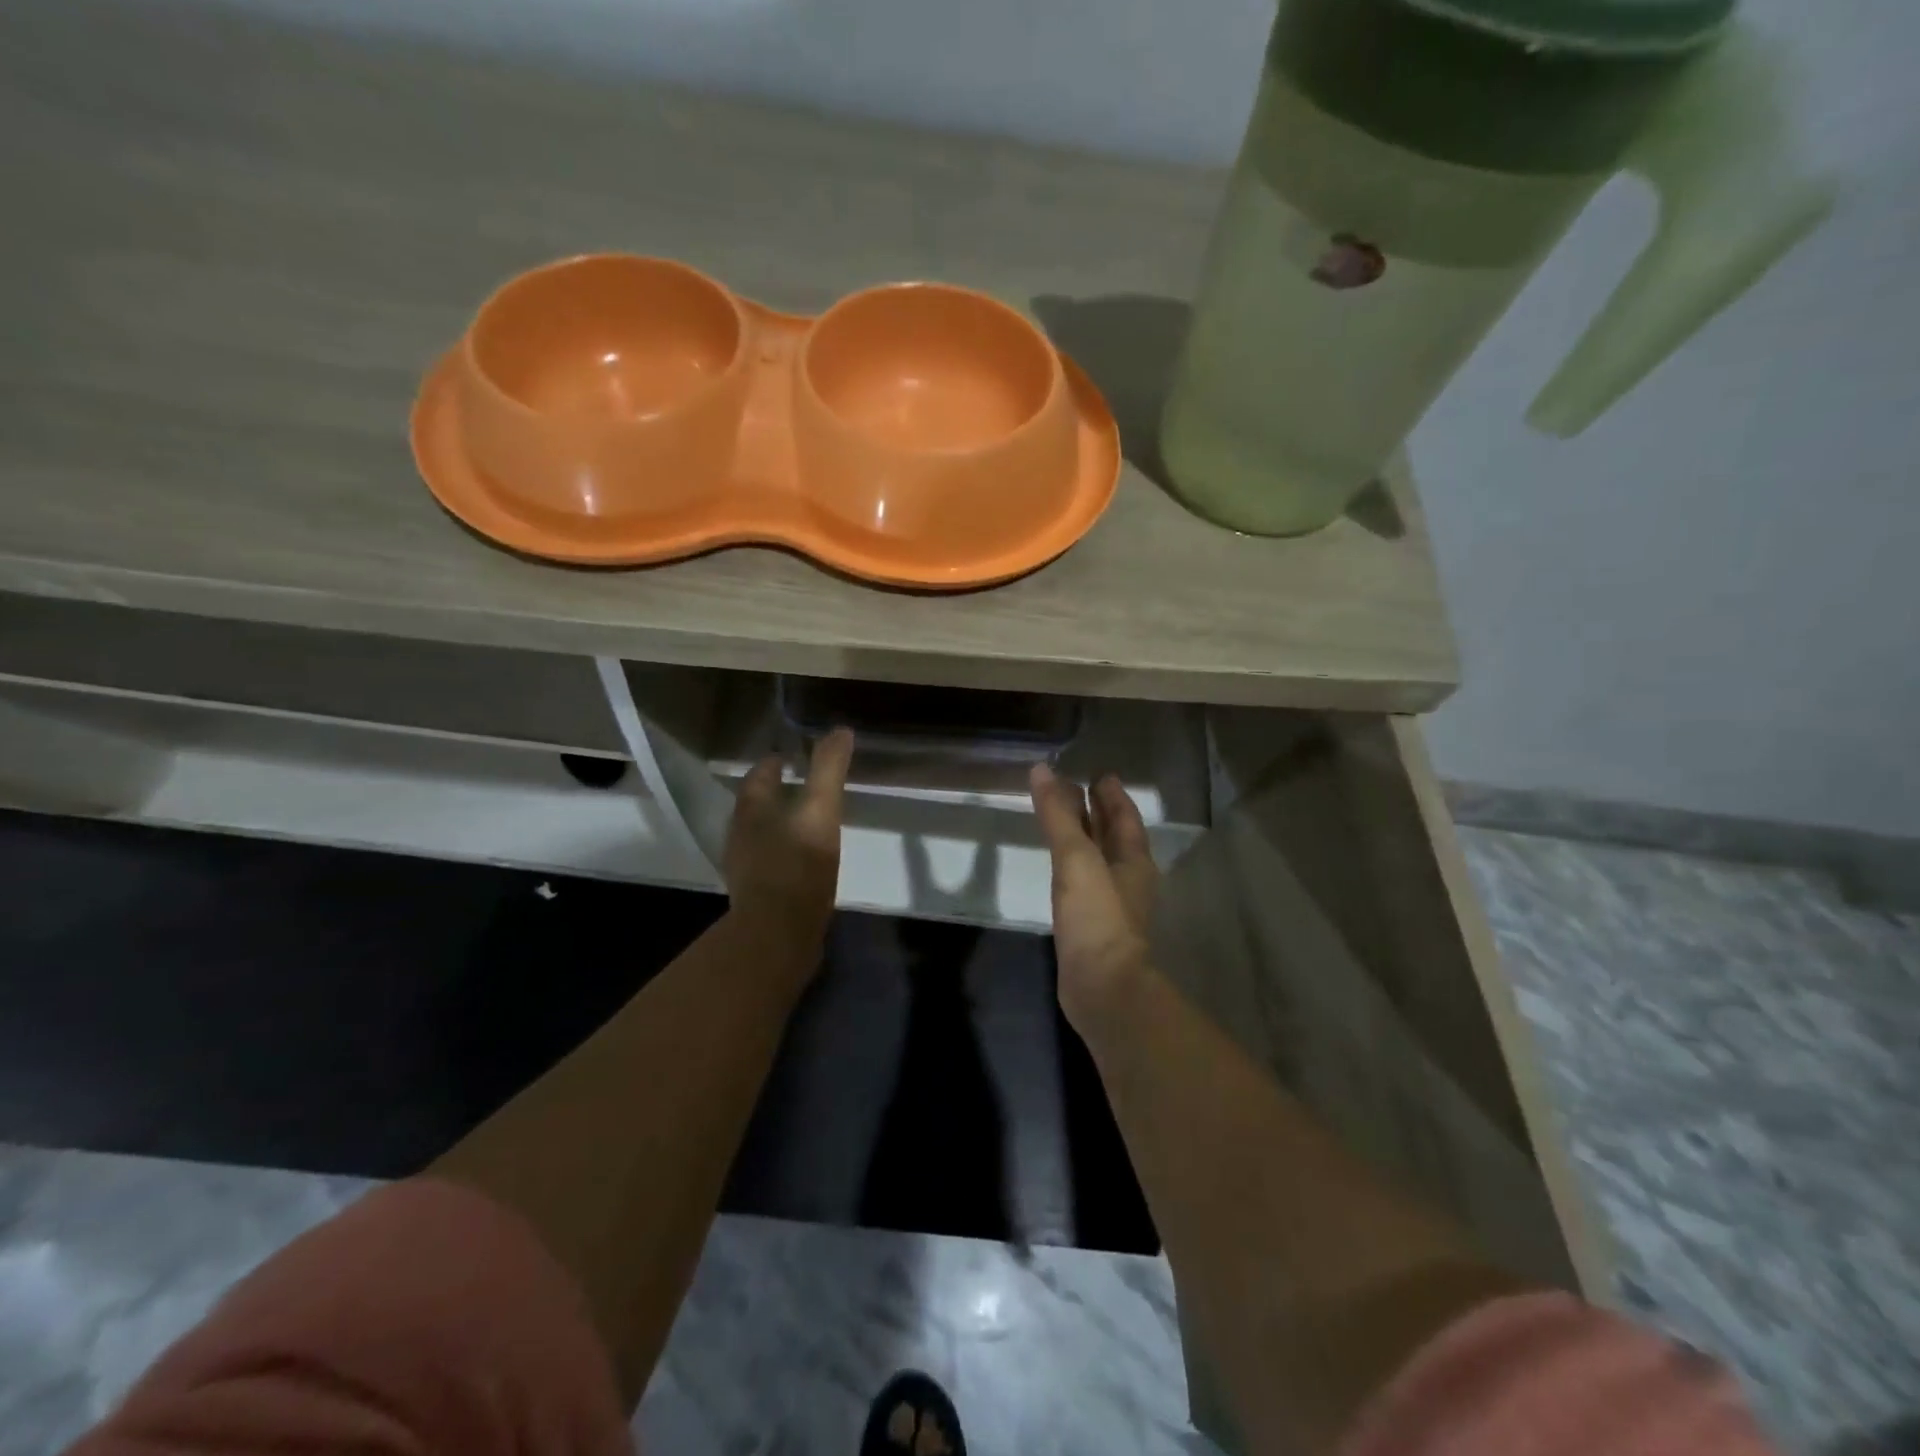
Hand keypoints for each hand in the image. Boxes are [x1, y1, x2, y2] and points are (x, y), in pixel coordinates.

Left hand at [724, 727, 852, 953]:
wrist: (778, 936)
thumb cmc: (797, 867)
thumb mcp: (820, 811)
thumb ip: (828, 770)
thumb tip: (840, 730)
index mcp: (751, 811)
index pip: (757, 776)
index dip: (773, 763)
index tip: (791, 756)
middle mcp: (740, 835)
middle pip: (754, 804)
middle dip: (774, 792)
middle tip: (801, 784)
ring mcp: (745, 867)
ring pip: (759, 833)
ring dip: (778, 822)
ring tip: (806, 820)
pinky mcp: (756, 894)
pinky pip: (768, 860)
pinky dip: (783, 851)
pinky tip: (803, 859)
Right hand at [1029, 765, 1158, 1033]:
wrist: (1101, 988)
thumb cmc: (1096, 917)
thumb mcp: (1076, 859)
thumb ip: (1058, 815)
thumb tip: (1041, 770)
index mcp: (1133, 859)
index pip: (1125, 816)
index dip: (1112, 794)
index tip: (1099, 773)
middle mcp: (1127, 878)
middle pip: (1114, 836)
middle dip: (1099, 812)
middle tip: (1079, 788)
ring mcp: (1111, 904)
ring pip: (1099, 859)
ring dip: (1086, 837)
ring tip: (1065, 821)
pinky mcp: (1093, 926)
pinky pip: (1084, 882)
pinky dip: (1073, 866)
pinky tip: (1059, 868)